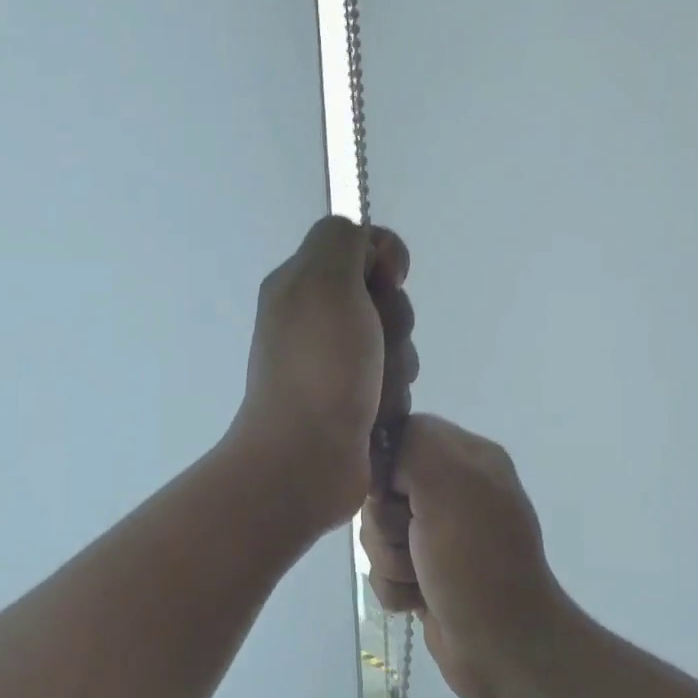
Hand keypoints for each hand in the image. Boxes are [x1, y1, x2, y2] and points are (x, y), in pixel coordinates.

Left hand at [229, 217, 415, 528]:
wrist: (306, 458)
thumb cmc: (318, 366)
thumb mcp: (323, 280)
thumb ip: (343, 240)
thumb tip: (368, 253)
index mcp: (300, 285)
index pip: (361, 246)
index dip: (385, 258)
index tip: (388, 281)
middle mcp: (314, 321)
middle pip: (385, 298)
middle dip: (395, 322)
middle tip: (375, 346)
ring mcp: (333, 365)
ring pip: (395, 344)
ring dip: (397, 365)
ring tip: (375, 391)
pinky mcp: (352, 403)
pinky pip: (393, 383)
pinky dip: (392, 396)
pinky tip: (377, 415)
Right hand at [361, 415, 566, 697]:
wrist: (503, 649)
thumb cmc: (476, 562)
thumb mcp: (451, 483)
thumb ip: (414, 445)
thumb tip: (384, 459)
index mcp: (467, 458)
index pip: (398, 437)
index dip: (385, 468)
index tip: (394, 494)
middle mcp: (454, 491)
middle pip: (379, 490)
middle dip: (385, 524)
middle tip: (416, 542)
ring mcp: (439, 536)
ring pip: (375, 534)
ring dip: (390, 561)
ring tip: (422, 578)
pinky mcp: (426, 574)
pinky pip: (382, 570)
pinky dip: (396, 589)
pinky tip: (421, 600)